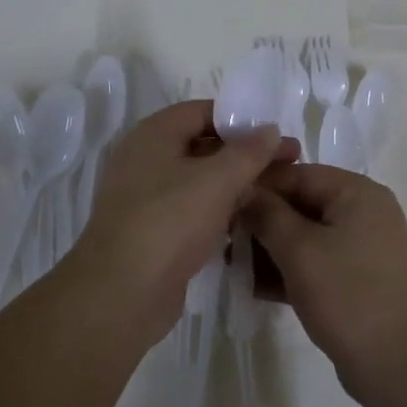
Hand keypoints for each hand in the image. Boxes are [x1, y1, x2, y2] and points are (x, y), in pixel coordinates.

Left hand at [74, 101, 297, 340]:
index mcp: (154, 134)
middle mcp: (146, 158)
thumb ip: (249, 152)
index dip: (241, 118)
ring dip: (234, 183)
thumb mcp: (217, 180)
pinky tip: (246, 220)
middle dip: (245, 153)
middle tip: (287, 162)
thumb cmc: (169, 222)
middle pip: (203, 144)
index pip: (203, 111)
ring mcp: (146, 197)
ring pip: (199, 179)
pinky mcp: (152, 231)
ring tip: (274, 192)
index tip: (275, 133)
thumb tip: (270, 128)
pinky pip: (191, 209)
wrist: (120, 296)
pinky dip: (218, 209)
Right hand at [241, 165, 406, 406]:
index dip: (260, 187)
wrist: (396, 365)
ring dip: (271, 248)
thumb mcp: (299, 250)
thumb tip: (244, 190)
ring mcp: (363, 247)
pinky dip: (290, 269)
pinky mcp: (358, 278)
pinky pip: (317, 262)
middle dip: (263, 221)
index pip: (300, 174)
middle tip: (224, 238)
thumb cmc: (347, 294)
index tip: (223, 203)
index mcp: (358, 192)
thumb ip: (267, 214)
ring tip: (233, 264)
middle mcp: (364, 211)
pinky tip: (253, 286)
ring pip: (308, 236)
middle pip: (303, 204)